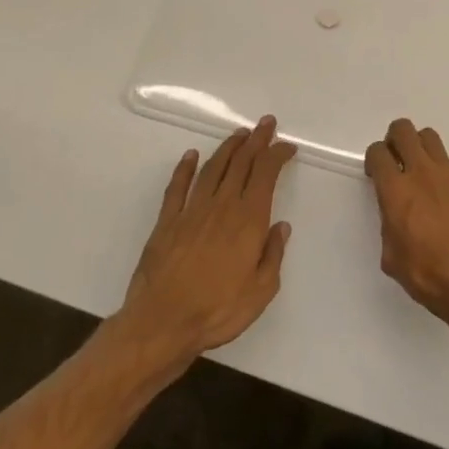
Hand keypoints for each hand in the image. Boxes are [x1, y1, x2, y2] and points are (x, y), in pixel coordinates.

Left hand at [122, 118, 295, 373]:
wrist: (161, 324)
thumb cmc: (218, 311)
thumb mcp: (261, 290)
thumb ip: (273, 255)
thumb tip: (281, 226)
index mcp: (248, 220)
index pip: (266, 174)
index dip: (277, 155)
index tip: (287, 146)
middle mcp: (221, 207)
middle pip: (241, 163)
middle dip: (256, 140)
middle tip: (266, 124)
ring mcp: (191, 212)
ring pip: (212, 169)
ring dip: (228, 148)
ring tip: (239, 134)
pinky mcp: (166, 223)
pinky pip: (177, 187)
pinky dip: (185, 168)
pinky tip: (191, 156)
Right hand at [364, 119, 448, 342]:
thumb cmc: (429, 276)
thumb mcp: (392, 257)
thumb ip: (389, 226)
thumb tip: (396, 215)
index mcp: (397, 192)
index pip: (378, 153)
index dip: (374, 159)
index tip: (377, 172)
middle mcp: (423, 173)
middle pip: (404, 130)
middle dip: (395, 139)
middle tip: (397, 159)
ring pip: (431, 137)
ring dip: (422, 148)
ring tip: (424, 170)